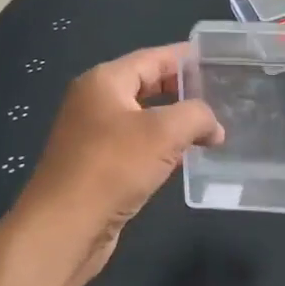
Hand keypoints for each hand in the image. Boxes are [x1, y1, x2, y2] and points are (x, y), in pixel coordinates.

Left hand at [15, 46, 222, 279]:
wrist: (64, 228)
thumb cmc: (113, 167)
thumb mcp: (164, 132)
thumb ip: (196, 116)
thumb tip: (214, 127)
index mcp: (104, 81)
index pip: (152, 58)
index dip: (185, 57)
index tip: (216, 58)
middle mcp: (94, 102)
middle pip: (146, 85)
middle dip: (182, 90)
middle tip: (219, 95)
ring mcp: (92, 135)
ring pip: (143, 118)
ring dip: (174, 122)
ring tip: (210, 127)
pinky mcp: (96, 167)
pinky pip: (136, 145)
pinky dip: (161, 147)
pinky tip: (184, 158)